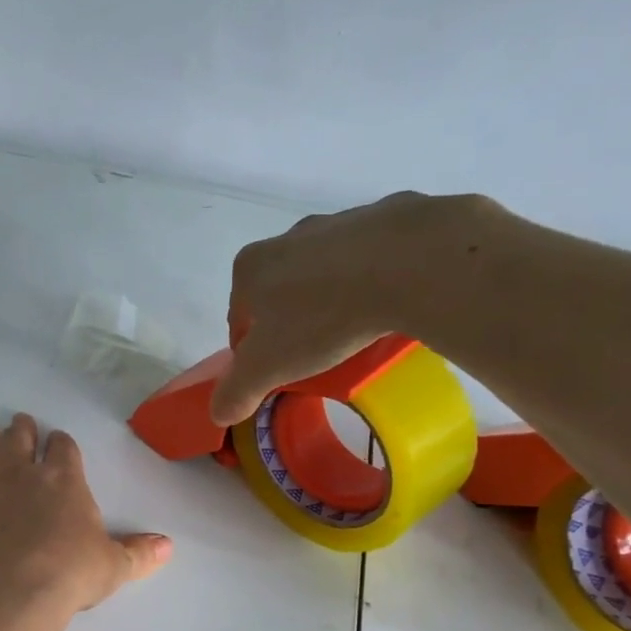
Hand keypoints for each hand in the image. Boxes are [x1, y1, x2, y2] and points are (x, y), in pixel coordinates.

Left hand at [0, 415, 170, 624]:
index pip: (63, 448)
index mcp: (62, 480)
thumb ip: (138, 553)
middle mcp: (18, 474)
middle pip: (17, 439)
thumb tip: (168, 547)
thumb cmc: (68, 576)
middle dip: (20, 429)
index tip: (58, 442)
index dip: (61, 443)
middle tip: (19, 424)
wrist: (9, 595)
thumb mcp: (112, 566)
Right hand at [208, 191, 508, 425]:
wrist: (412, 263)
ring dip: (332, 300)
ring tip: (355, 332)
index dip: (251, 351)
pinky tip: (389, 303)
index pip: (239, 319)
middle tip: (314, 356)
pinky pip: (373, 258)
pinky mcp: (390, 217)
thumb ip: (236, 392)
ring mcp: (340, 222)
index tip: (275, 372)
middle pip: (280, 293)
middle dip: (291, 323)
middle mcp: (289, 237)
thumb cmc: (323, 316)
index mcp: (251, 268)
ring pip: (326, 273)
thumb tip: (217, 414)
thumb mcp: (268, 367)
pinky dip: (375, 279)